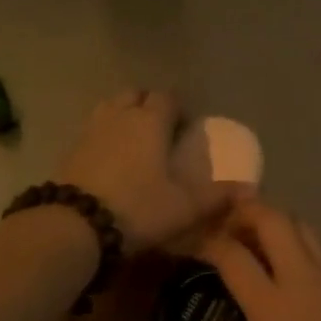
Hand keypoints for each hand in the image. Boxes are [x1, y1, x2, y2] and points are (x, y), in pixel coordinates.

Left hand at [55, 90, 224, 253]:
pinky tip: (108, 160)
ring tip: (133, 141)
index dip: (178, 109)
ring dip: (123, 116)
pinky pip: (92, 130)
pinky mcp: (70, 149)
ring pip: (110, 107)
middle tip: (159, 131)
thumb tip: (250, 189)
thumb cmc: (138, 208)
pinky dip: (103, 136)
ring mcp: (91, 130)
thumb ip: (217, 196)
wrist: (74, 226)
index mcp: (151, 121)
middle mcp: (120, 116)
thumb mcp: (184, 207)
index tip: (185, 128)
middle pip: (135, 94)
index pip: (167, 97)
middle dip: (148, 105)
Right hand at [166, 202, 320, 320]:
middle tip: (224, 226)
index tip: (190, 244)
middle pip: (272, 217)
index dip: (206, 241)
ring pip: (300, 223)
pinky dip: (299, 241)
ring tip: (255, 239)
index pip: (232, 254)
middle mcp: (302, 277)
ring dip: (274, 220)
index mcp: (273, 306)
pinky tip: (293, 268)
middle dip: (243, 209)